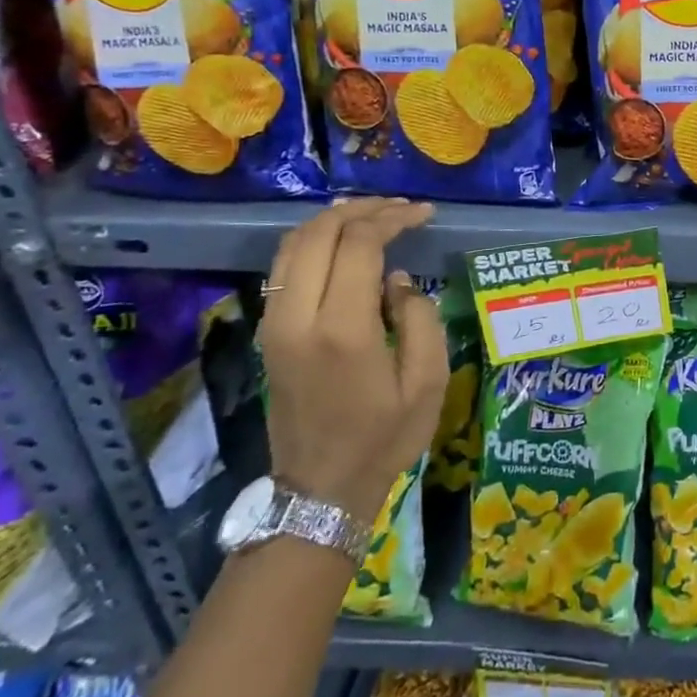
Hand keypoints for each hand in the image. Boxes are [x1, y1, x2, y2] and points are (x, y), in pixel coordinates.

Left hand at [257, 199, 446, 524]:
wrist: (319, 490)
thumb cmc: (384, 438)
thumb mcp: (428, 382)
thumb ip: (420, 318)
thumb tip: (396, 280)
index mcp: (343, 330)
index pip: (359, 245)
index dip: (393, 219)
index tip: (424, 213)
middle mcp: (299, 318)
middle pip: (320, 233)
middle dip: (363, 209)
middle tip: (400, 207)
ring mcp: (275, 324)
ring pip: (292, 245)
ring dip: (332, 220)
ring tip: (371, 213)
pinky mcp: (268, 333)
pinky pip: (284, 267)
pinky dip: (312, 241)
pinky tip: (340, 240)